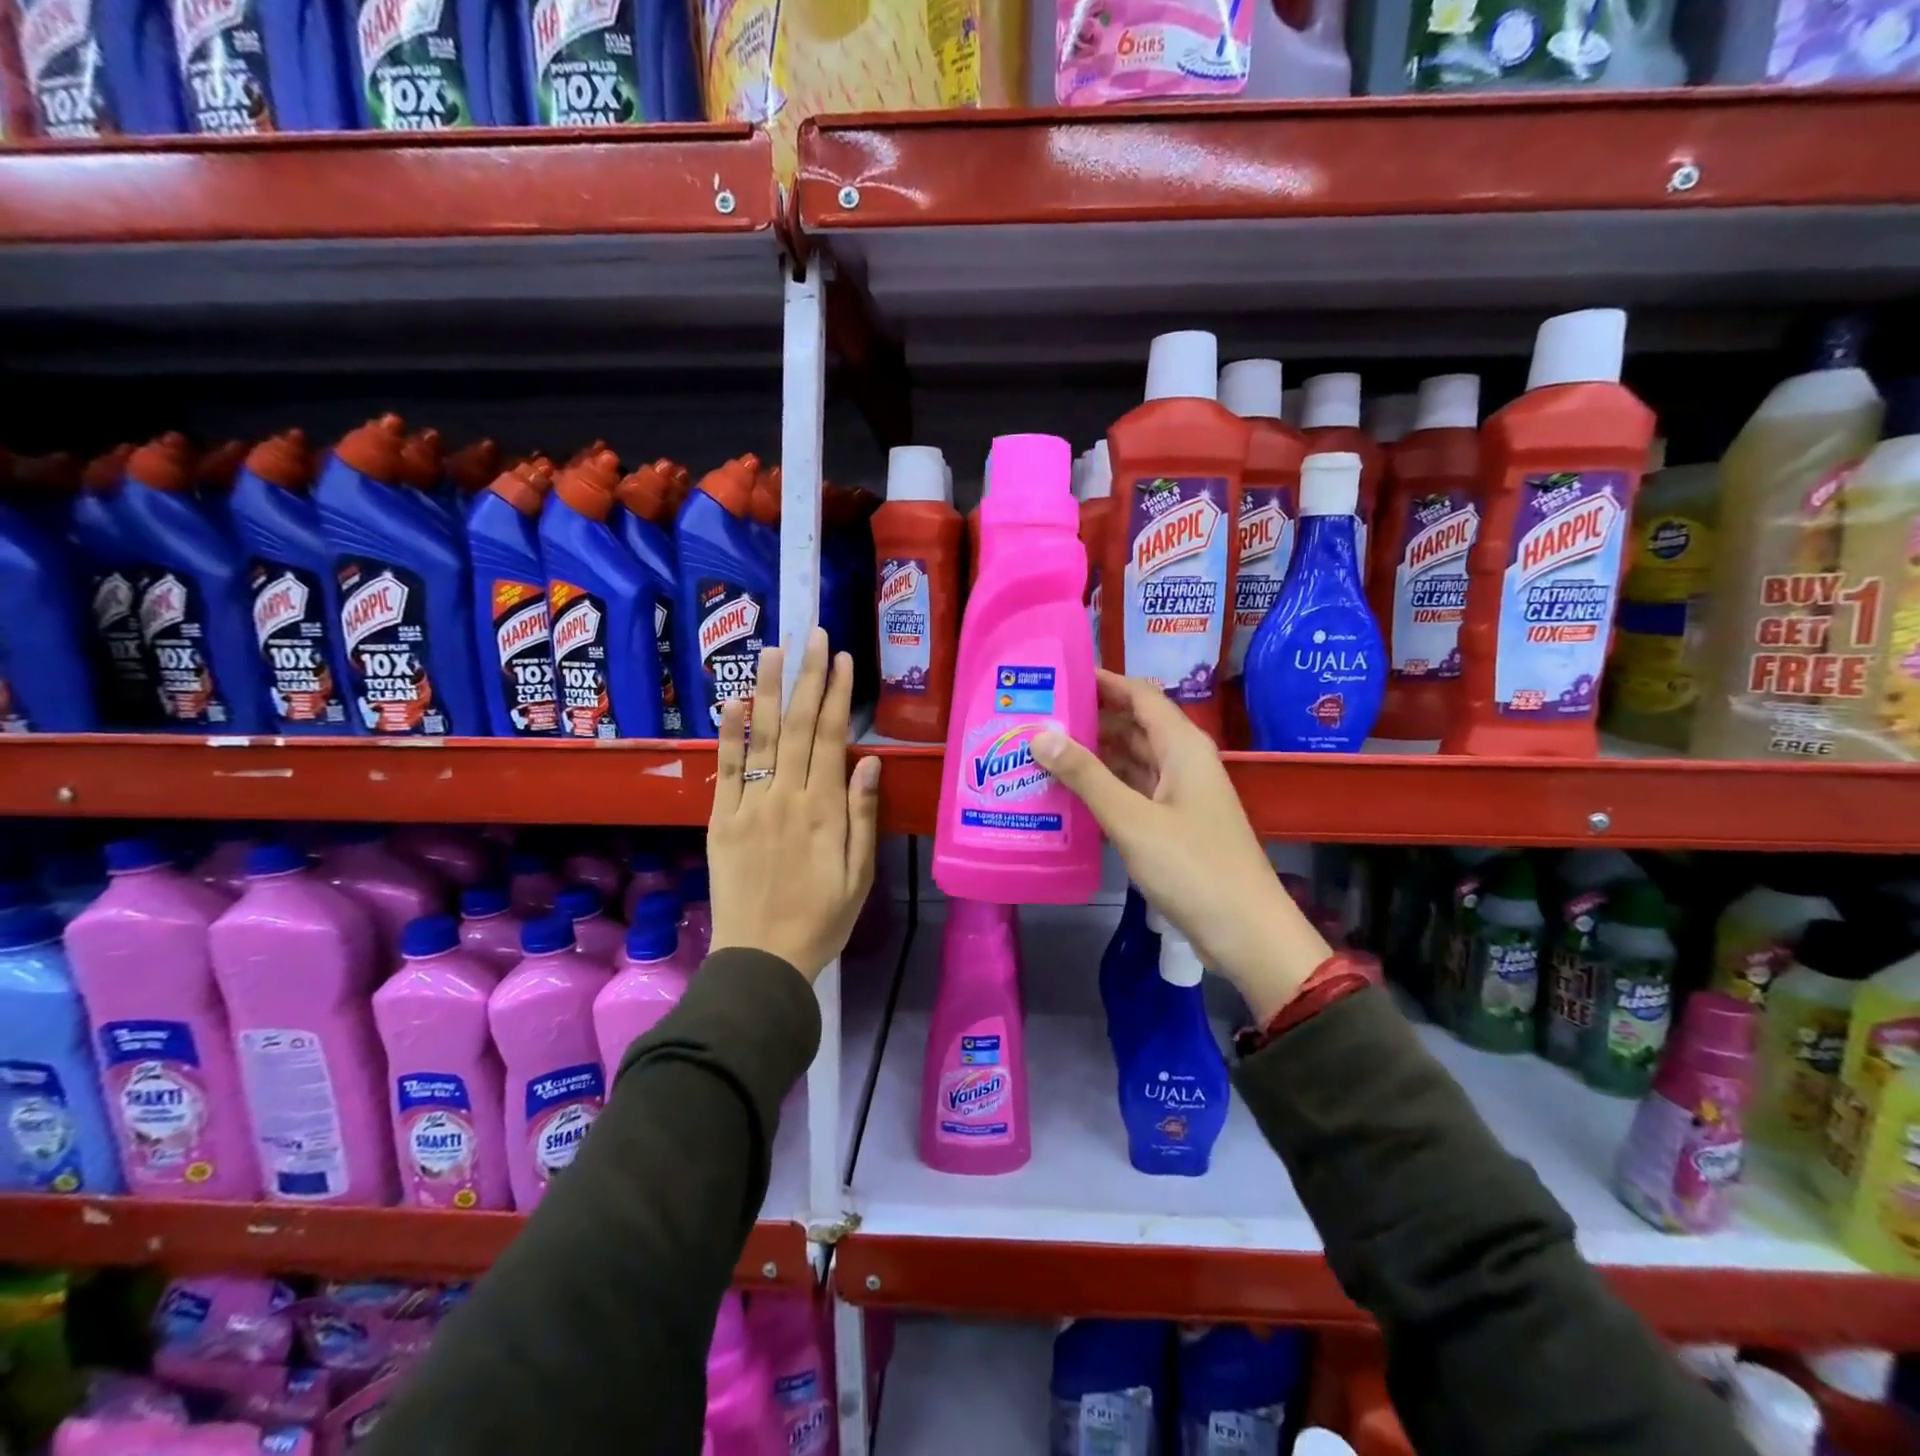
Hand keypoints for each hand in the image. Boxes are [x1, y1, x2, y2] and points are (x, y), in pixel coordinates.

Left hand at [707, 628, 881, 981]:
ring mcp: (749, 807)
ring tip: (772, 651)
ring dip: (767, 691)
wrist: (762, 960)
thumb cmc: (822, 920)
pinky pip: (726, 771)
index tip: (839, 657)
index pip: (831, 738)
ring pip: (761, 739)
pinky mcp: (721, 822)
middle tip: (810, 634)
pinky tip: (733, 703)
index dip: (836, 695)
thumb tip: (871, 761)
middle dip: (806, 677)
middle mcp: (787, 798)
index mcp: (824, 811)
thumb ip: (863, 816)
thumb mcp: (859, 875)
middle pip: (798, 727)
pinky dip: (729, 735)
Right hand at [1031, 671, 1329, 1022]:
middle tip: (1038, 715)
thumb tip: (1040, 734)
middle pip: (1134, 725)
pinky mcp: (1175, 825)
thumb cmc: (1192, 867)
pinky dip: (1105, 787)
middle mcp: (1183, 762)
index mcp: (1183, 747)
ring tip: (1043, 749)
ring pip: (1133, 760)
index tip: (1060, 675)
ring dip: (1095, 754)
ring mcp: (1180, 795)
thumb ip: (1086, 776)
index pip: (1140, 695)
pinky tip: (1070, 792)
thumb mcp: (1132, 819)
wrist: (1245, 932)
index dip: (1103, 681)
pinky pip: (1134, 791)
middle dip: (1091, 718)